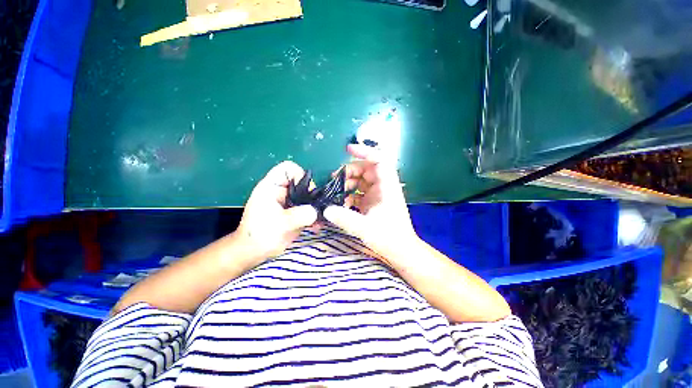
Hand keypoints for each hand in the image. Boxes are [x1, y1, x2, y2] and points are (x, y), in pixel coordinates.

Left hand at [236, 161, 317, 262]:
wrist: (254, 252)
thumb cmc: (259, 235)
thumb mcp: (279, 224)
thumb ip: (298, 216)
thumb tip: (316, 211)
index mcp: (272, 187)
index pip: (288, 168)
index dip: (299, 175)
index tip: (307, 191)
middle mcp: (283, 191)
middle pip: (303, 182)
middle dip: (312, 194)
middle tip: (316, 207)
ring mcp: (290, 202)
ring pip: (308, 196)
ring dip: (316, 206)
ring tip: (319, 219)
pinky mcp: (296, 212)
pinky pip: (310, 208)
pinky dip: (315, 215)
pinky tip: (317, 226)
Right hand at [323, 144, 419, 261]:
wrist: (401, 252)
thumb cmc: (390, 238)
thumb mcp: (365, 228)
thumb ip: (344, 218)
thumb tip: (325, 209)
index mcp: (387, 187)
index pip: (379, 160)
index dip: (365, 152)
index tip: (348, 150)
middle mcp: (382, 187)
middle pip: (366, 169)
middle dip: (349, 171)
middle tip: (333, 179)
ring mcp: (377, 195)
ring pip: (361, 181)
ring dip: (347, 184)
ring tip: (334, 192)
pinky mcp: (372, 203)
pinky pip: (359, 193)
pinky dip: (349, 195)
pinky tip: (340, 204)